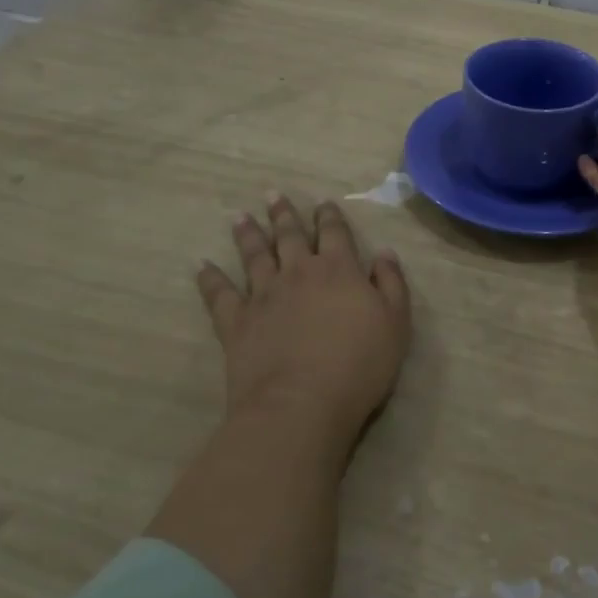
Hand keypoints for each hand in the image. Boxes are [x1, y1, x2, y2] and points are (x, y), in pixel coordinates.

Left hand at [196, 193, 411, 450]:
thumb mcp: (396, 323)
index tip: (323, 202)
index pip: (334, 232)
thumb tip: (384, 253)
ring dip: (248, 235)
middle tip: (273, 194)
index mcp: (339, 269)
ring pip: (254, 256)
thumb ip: (391, 283)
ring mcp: (264, 295)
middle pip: (289, 236)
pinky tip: (201, 266)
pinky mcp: (237, 322)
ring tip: (240, 217)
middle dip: (284, 214)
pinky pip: (219, 294)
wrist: (301, 403)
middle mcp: (298, 272)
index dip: (329, 216)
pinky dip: (210, 279)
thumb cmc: (358, 365)